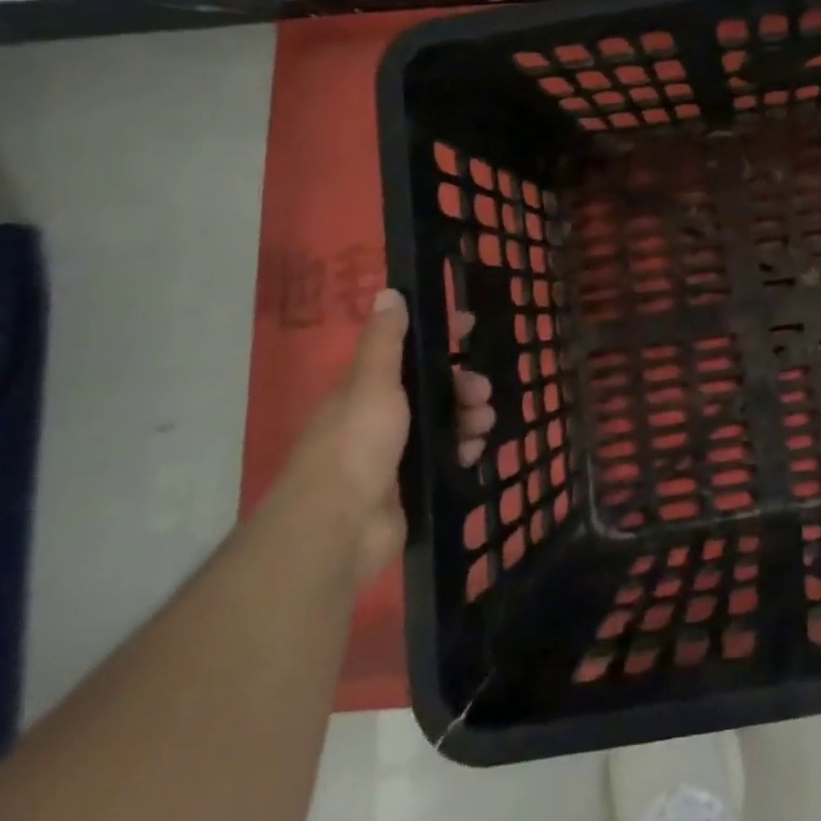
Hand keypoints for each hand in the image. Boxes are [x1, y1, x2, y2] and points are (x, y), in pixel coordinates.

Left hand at [287, 289, 494, 588]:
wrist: (338, 528)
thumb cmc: (356, 444)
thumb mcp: (372, 382)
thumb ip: (385, 341)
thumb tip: (388, 292)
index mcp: (366, 391)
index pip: (407, 352)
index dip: (439, 337)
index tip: (471, 326)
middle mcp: (379, 419)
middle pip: (432, 390)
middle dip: (462, 385)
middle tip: (481, 392)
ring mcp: (394, 455)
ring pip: (444, 423)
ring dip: (469, 417)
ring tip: (482, 424)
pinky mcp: (410, 486)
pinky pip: (447, 457)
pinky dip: (464, 449)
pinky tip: (474, 451)